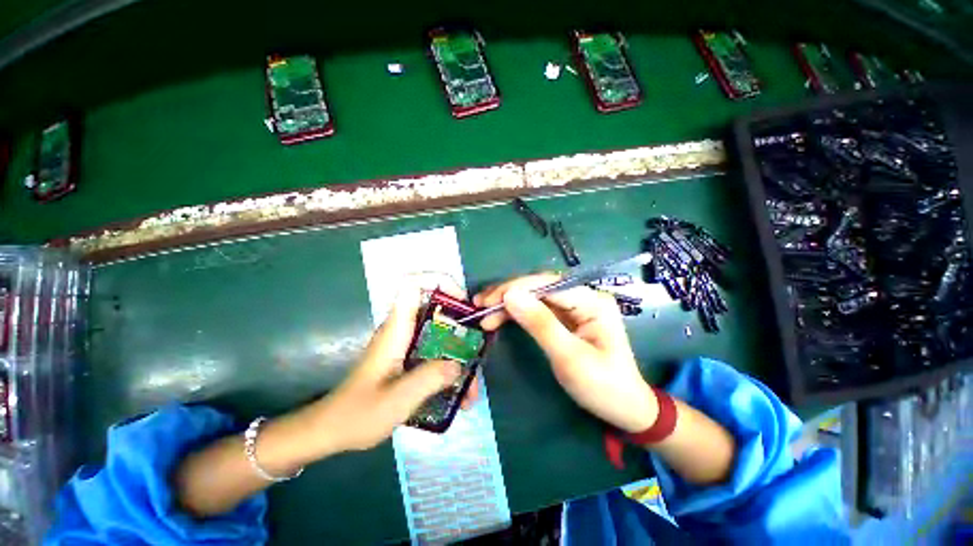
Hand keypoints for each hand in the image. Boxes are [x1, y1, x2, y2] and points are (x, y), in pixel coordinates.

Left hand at [311, 284, 479, 452]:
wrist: (333, 430)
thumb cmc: (359, 414)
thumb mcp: (397, 399)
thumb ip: (429, 379)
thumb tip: (459, 365)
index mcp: (396, 329)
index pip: (413, 285)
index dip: (440, 283)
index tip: (463, 302)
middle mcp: (403, 330)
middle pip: (437, 311)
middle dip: (461, 326)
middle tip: (478, 350)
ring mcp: (407, 344)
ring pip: (440, 335)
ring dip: (459, 356)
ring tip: (471, 389)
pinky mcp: (409, 359)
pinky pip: (436, 353)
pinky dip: (450, 367)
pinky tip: (458, 394)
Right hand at [474, 273, 656, 432]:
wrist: (625, 410)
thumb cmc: (602, 387)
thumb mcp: (569, 357)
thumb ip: (540, 324)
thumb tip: (510, 295)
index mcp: (592, 301)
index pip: (547, 285)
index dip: (515, 289)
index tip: (487, 302)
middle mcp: (583, 297)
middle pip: (539, 287)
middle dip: (508, 294)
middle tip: (480, 306)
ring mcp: (575, 308)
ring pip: (535, 298)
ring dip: (509, 303)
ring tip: (484, 313)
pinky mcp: (567, 319)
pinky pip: (538, 310)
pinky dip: (517, 313)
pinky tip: (500, 317)